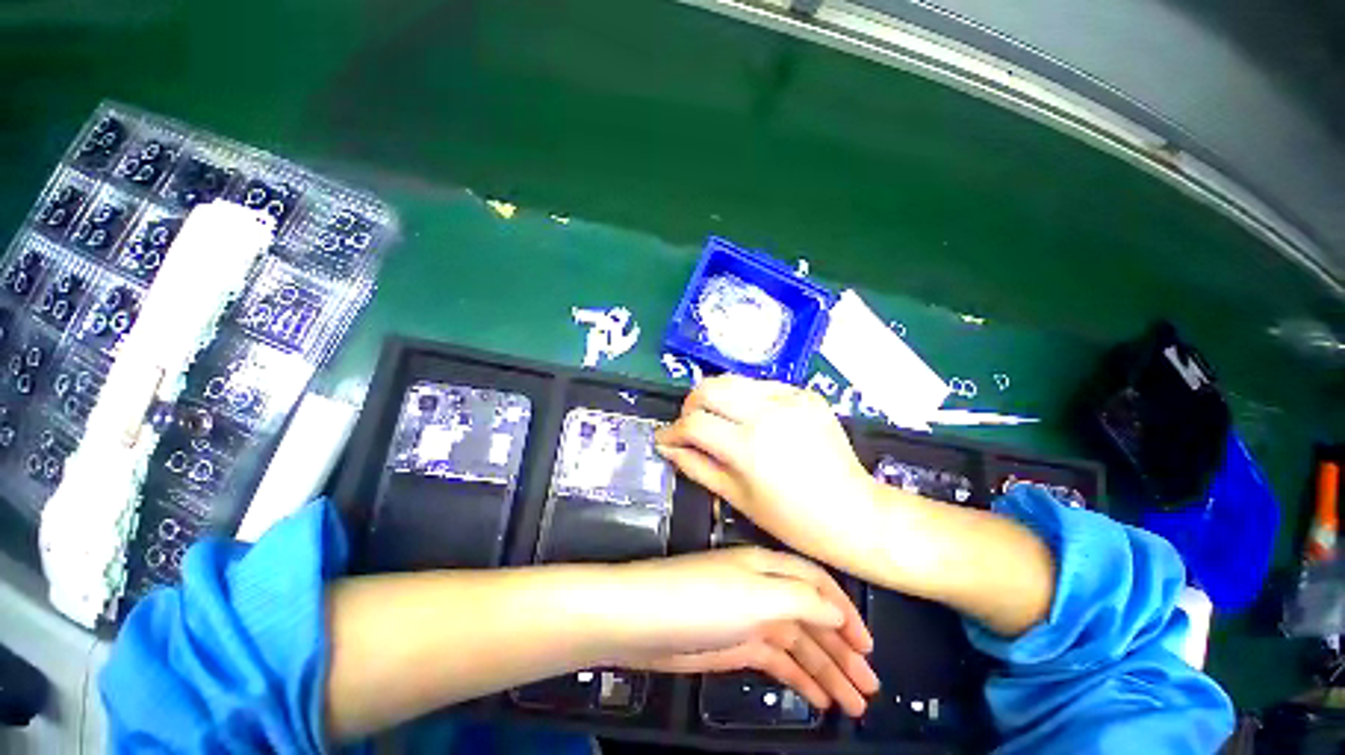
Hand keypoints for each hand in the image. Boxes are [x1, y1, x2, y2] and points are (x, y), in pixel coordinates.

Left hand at [600, 547, 877, 716]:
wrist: (643, 620)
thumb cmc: (701, 600)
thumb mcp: (756, 594)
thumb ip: (800, 599)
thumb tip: (836, 611)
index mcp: (768, 568)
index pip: (816, 583)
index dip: (845, 611)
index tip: (868, 646)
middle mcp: (762, 589)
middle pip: (811, 618)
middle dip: (842, 650)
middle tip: (870, 686)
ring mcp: (749, 619)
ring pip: (798, 643)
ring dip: (826, 669)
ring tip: (854, 702)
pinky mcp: (736, 645)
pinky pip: (778, 661)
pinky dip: (799, 677)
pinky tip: (818, 697)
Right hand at [655, 375, 879, 564]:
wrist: (853, 511)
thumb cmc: (792, 519)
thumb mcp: (737, 497)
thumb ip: (696, 466)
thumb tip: (668, 447)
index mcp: (749, 446)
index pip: (694, 423)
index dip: (673, 430)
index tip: (666, 438)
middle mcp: (767, 413)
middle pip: (709, 387)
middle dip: (690, 405)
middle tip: (690, 425)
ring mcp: (790, 398)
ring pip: (732, 380)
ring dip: (716, 398)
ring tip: (718, 420)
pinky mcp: (805, 394)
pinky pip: (761, 385)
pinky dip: (745, 398)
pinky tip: (749, 417)